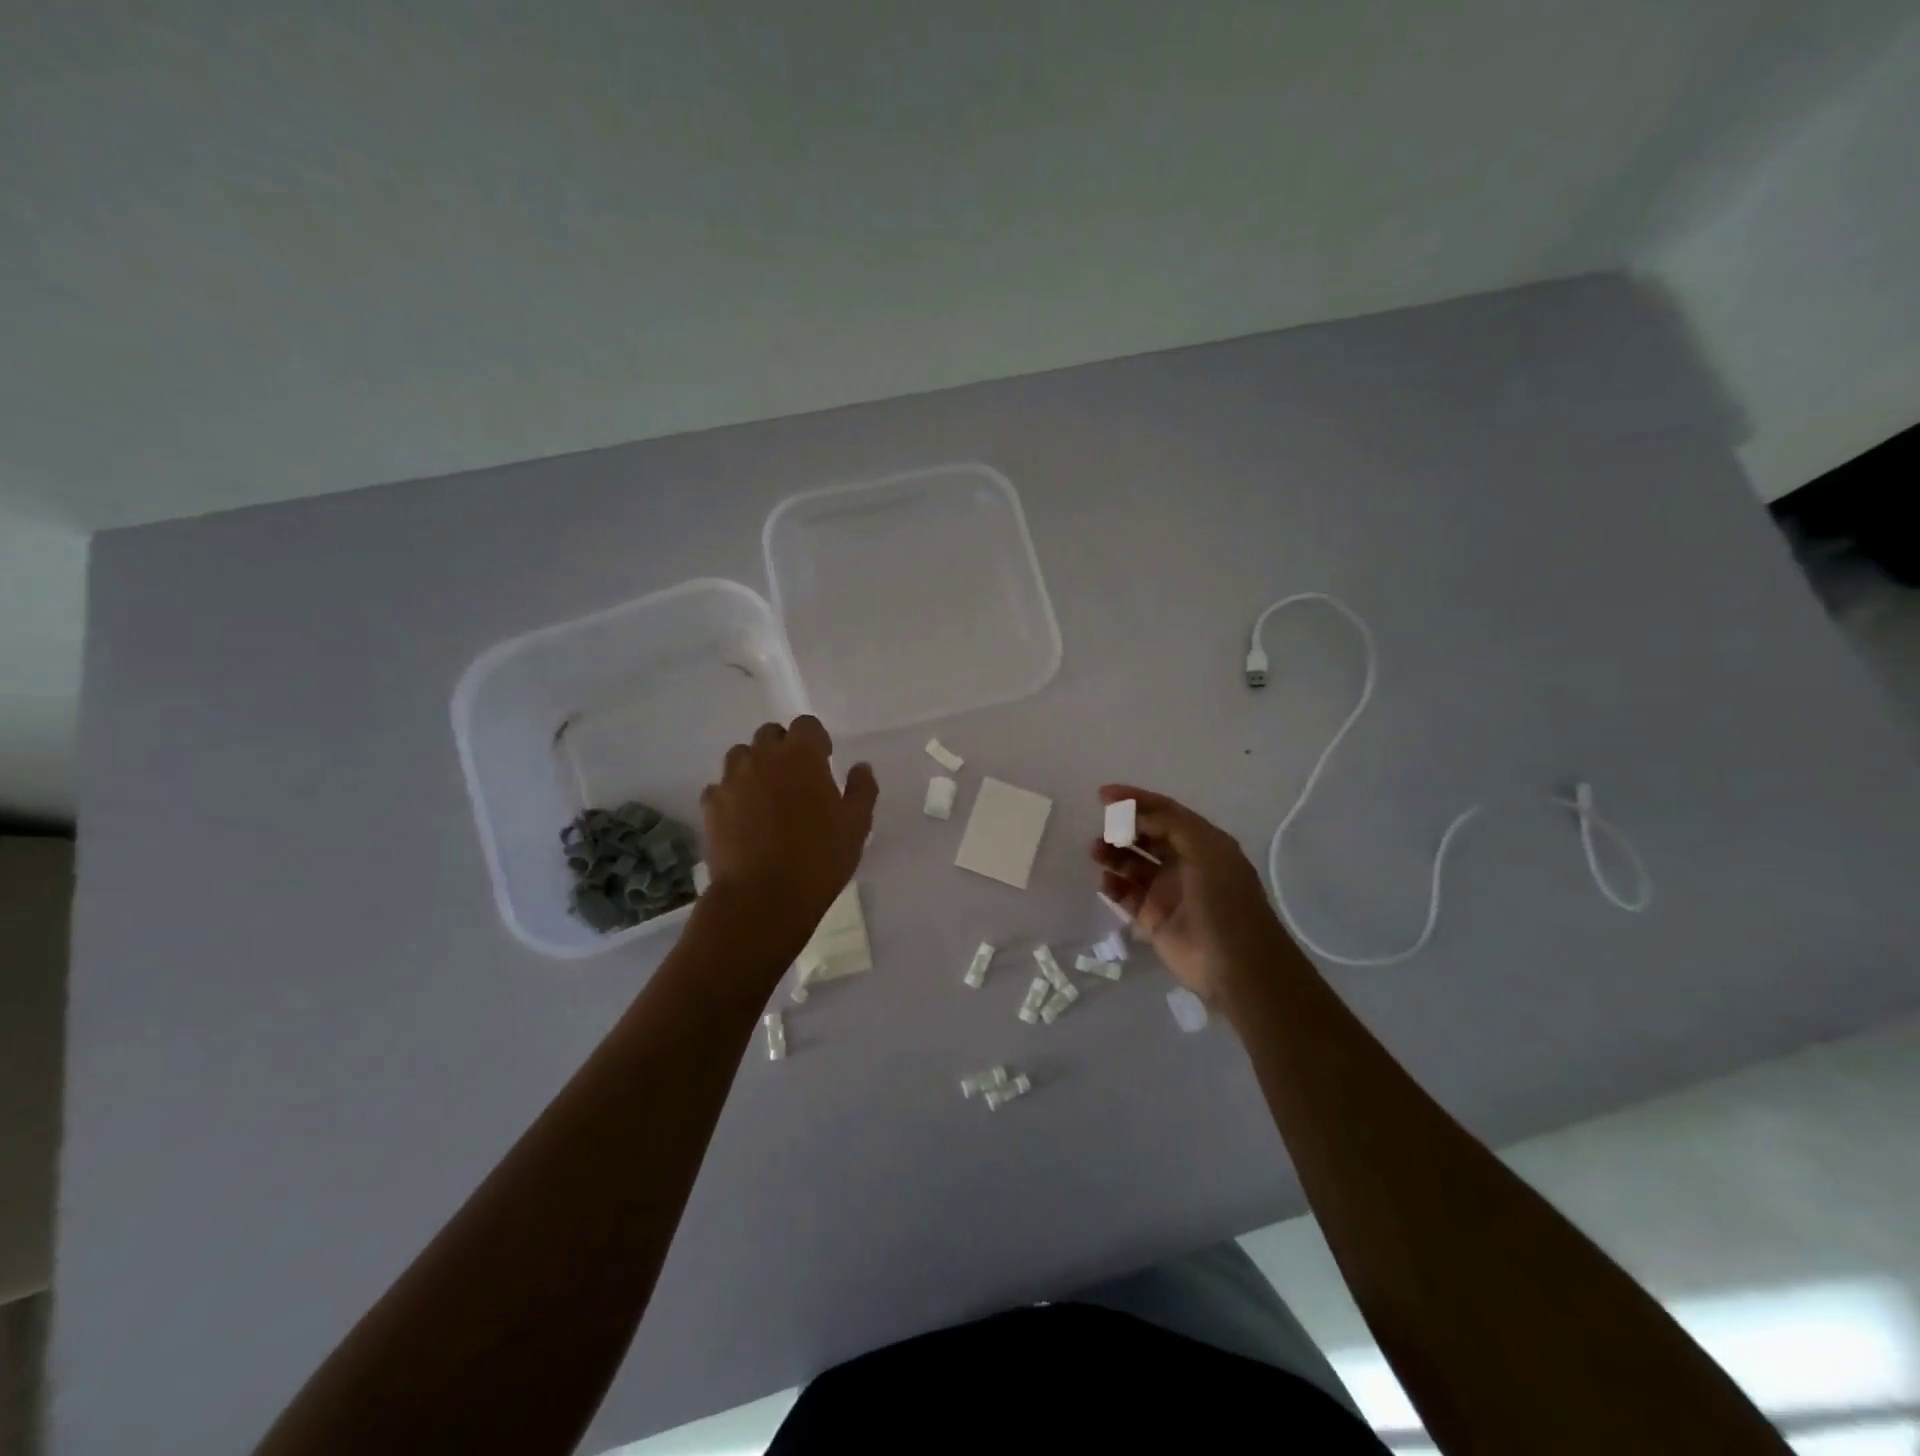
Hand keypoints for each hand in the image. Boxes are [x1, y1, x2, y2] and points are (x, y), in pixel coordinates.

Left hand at [699, 717, 877, 957]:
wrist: (762, 898)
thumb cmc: (818, 859)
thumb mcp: (856, 826)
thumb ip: (861, 789)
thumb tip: (860, 767)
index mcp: (802, 756)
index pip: (806, 725)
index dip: (816, 740)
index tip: (823, 761)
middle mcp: (763, 758)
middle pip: (770, 734)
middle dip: (783, 748)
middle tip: (796, 778)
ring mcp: (731, 780)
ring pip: (741, 756)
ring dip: (755, 766)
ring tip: (766, 796)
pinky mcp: (710, 806)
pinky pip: (720, 788)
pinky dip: (732, 795)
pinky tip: (742, 819)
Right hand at [1089, 785, 1304, 1009]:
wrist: (1236, 965)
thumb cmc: (1224, 901)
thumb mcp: (1207, 850)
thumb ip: (1171, 825)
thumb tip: (1134, 815)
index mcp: (1203, 843)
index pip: (1165, 812)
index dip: (1136, 800)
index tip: (1103, 795)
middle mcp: (1185, 863)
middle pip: (1146, 836)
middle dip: (1122, 828)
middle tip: (1102, 828)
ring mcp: (1167, 891)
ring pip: (1132, 864)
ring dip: (1113, 854)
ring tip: (1095, 852)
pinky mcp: (1153, 918)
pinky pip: (1126, 896)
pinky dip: (1113, 886)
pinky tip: (1105, 882)